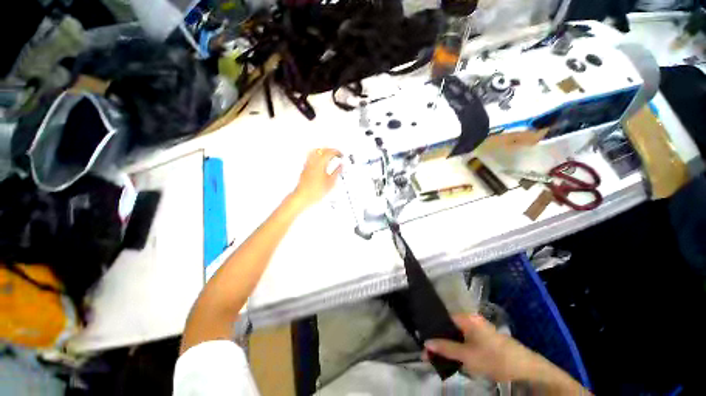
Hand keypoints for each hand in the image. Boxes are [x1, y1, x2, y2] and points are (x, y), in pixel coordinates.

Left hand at [292, 148, 342, 208]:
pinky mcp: (305, 168)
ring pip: (315, 152)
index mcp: (320, 163)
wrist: (303, 196)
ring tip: (328, 155)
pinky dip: (317, 156)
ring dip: (323, 151)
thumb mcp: (331, 183)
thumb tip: (341, 166)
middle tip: (336, 153)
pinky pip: (311, 157)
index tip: (340, 154)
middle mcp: (313, 162)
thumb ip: (337, 172)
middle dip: (330, 150)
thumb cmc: (315, 191)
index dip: (337, 152)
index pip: (329, 152)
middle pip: (321, 149)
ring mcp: (308, 164)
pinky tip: (320, 161)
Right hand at [423, 314, 549, 381]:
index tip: (423, 340)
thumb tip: (425, 343)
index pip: (443, 318)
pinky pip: (466, 341)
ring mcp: (480, 330)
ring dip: (448, 346)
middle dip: (439, 339)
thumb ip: (445, 348)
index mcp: (467, 318)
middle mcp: (472, 320)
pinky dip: (458, 349)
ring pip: (458, 335)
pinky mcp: (485, 340)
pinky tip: (455, 358)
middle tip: (429, 352)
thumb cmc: (493, 358)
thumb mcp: (467, 355)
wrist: (525, 370)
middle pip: (450, 327)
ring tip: (439, 357)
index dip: (433, 328)